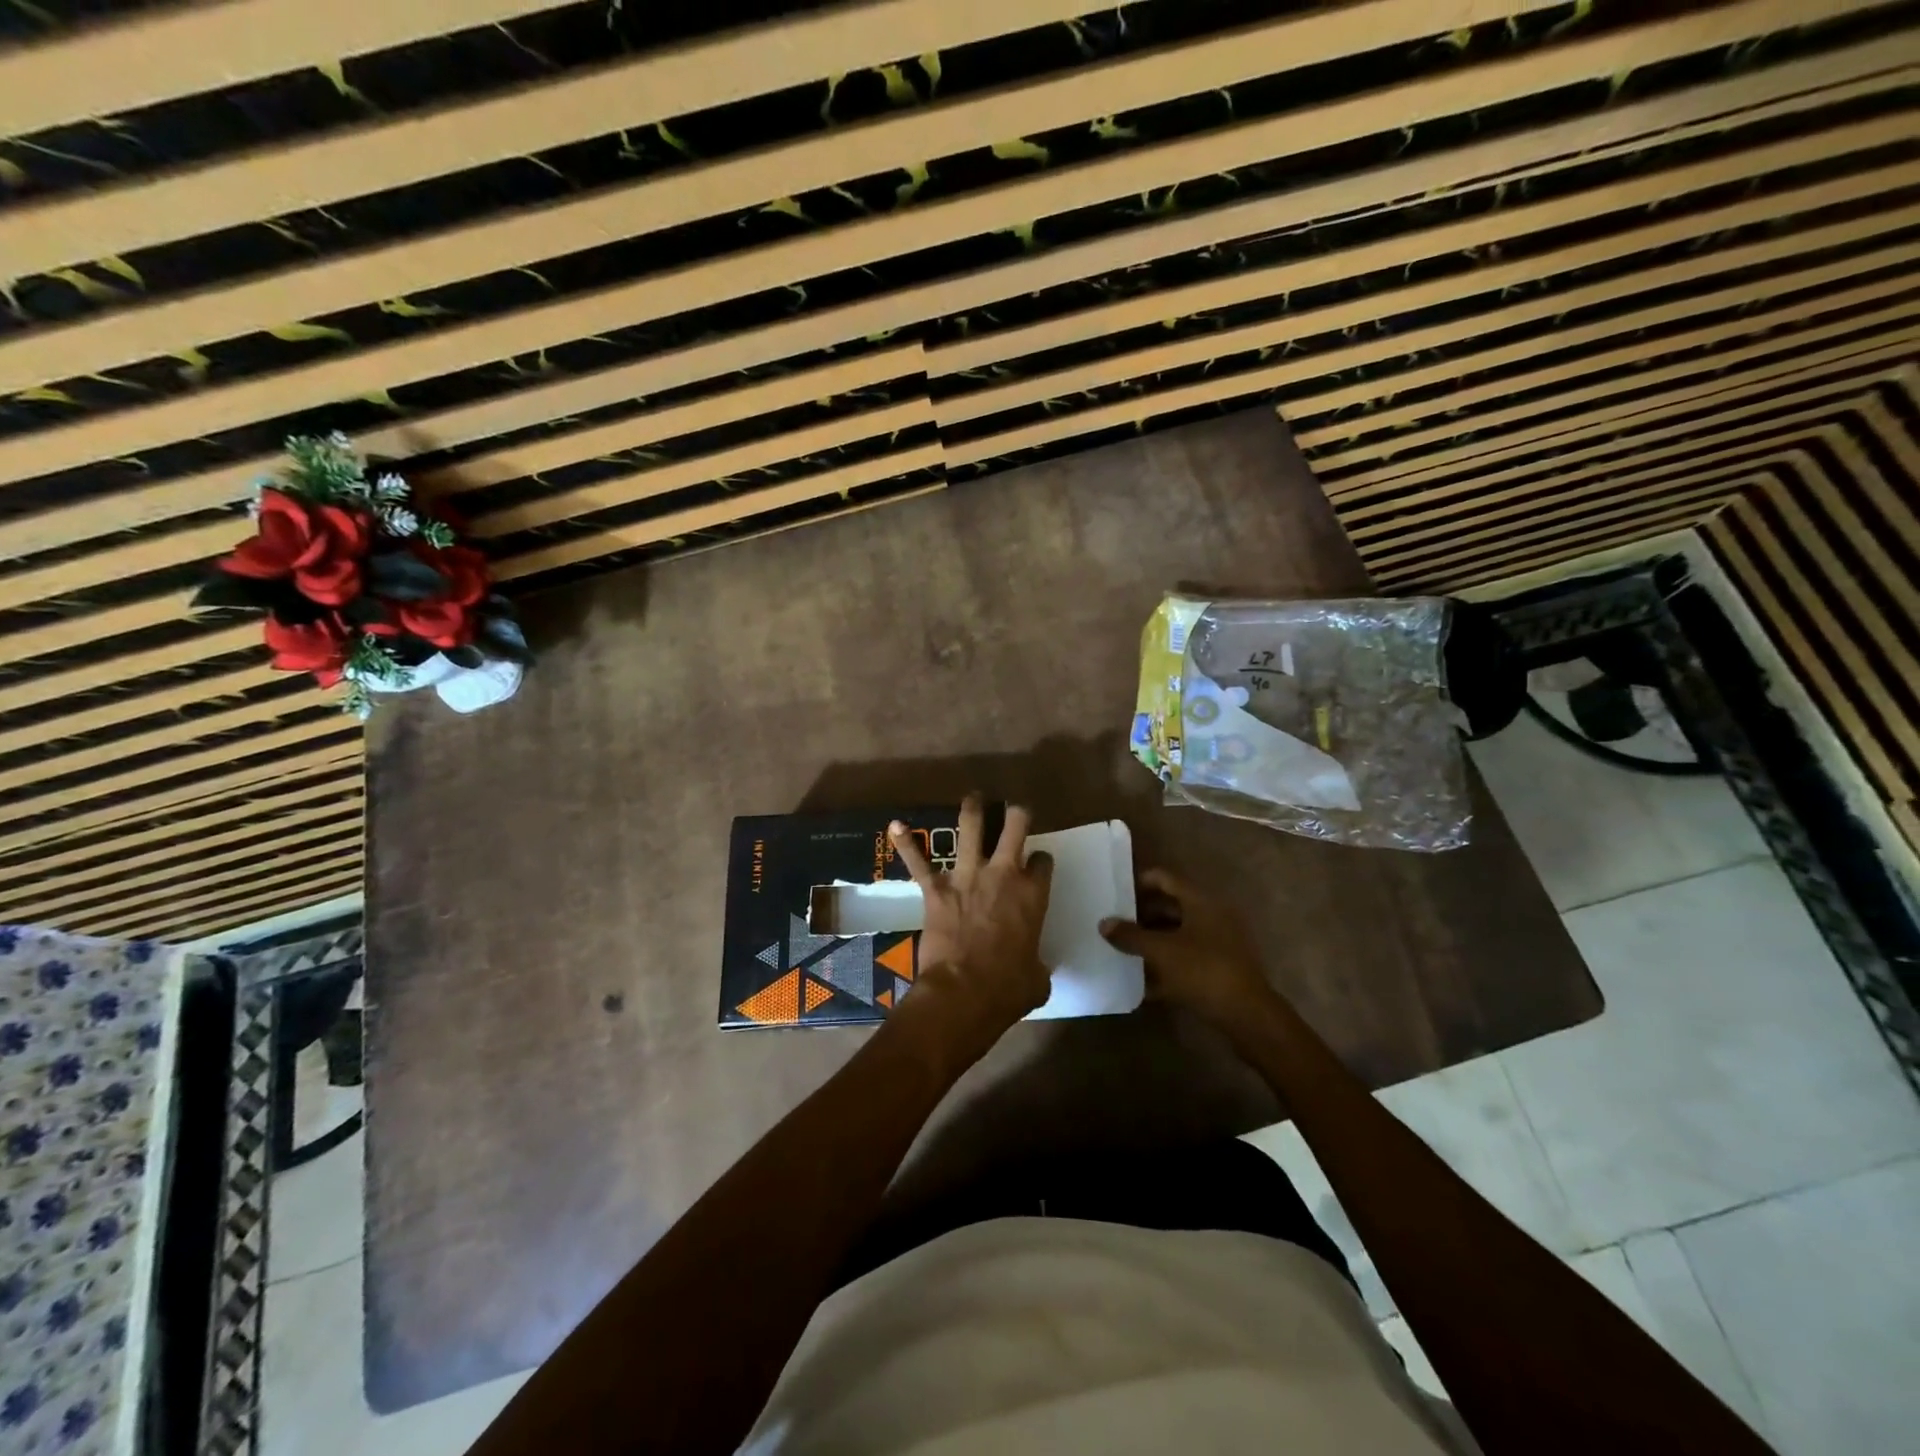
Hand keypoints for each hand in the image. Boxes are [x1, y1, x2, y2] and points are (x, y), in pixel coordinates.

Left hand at [889, 795, 1052, 1045]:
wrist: (964, 993)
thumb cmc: (1007, 989)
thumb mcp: (1037, 979)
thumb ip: (1037, 964)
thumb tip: (1033, 969)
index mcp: (1032, 896)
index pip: (1043, 862)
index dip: (1041, 860)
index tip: (1037, 864)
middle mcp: (1003, 875)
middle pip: (1014, 826)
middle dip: (1015, 813)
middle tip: (1012, 810)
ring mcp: (967, 877)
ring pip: (971, 828)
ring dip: (972, 809)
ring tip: (974, 798)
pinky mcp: (936, 889)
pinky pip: (918, 861)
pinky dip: (906, 843)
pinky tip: (895, 826)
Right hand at [1100, 868, 1272, 1027]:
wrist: (1248, 1016)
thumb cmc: (1204, 971)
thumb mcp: (1162, 951)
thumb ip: (1131, 935)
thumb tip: (1104, 923)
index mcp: (1201, 902)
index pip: (1164, 879)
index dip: (1138, 883)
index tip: (1114, 893)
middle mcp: (1211, 916)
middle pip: (1170, 907)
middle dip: (1140, 916)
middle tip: (1113, 924)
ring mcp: (1217, 944)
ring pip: (1176, 935)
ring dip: (1151, 942)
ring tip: (1121, 951)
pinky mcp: (1218, 969)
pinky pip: (1185, 960)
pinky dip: (1164, 966)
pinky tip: (1141, 982)